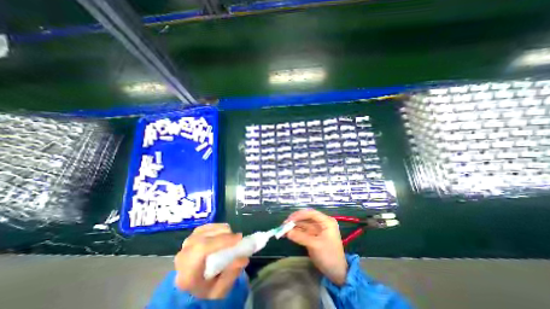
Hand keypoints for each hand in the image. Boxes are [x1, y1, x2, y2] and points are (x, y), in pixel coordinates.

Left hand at [174, 222, 249, 299]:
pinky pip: (205, 227)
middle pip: (203, 238)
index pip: (202, 250)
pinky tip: (224, 232)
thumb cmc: (207, 289)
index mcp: (187, 275)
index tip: (239, 238)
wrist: (193, 286)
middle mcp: (183, 257)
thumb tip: (243, 259)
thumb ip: (231, 275)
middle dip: (223, 235)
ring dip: (220, 230)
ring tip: (231, 236)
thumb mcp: (220, 290)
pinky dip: (216, 227)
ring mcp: (185, 245)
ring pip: (204, 230)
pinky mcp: (191, 237)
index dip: (222, 240)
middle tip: (238, 238)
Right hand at [286, 210, 344, 284]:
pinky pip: (302, 231)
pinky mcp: (312, 236)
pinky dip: (294, 232)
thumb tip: (287, 232)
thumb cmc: (329, 256)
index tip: (289, 220)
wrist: (337, 273)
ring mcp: (316, 229)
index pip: (311, 213)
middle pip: (305, 218)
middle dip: (294, 221)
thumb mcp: (316, 246)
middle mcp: (321, 223)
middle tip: (283, 225)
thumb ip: (301, 237)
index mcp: (326, 221)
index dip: (299, 215)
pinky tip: (287, 234)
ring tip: (282, 230)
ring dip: (293, 227)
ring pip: (302, 224)